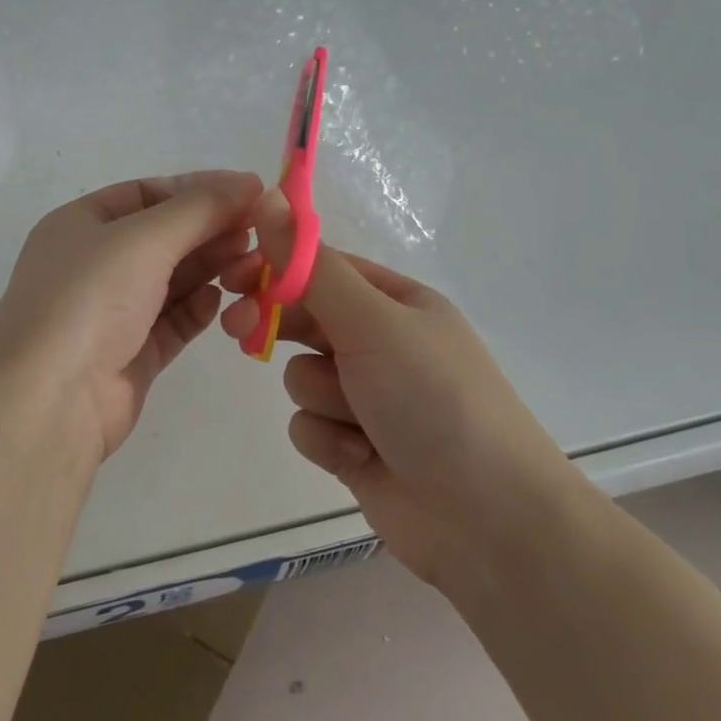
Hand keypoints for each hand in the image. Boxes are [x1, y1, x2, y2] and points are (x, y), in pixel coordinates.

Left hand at [0, 171, 262, 461]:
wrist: (51, 399)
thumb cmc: (89, 298)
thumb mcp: (144, 238)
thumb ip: (200, 208)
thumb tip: (249, 181)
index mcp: (81, 224)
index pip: (147, 193)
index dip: (197, 190)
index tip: (248, 192)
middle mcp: (94, 264)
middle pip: (164, 237)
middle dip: (210, 231)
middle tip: (259, 233)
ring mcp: (111, 312)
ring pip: (172, 280)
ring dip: (211, 269)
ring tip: (251, 265)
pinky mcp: (130, 354)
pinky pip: (172, 322)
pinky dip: (197, 309)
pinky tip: (220, 302)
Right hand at [221, 194, 569, 585]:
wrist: (488, 521)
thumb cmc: (435, 400)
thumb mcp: (372, 323)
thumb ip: (312, 267)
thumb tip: (269, 198)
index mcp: (395, 302)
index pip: (320, 267)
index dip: (274, 268)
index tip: (232, 276)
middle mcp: (381, 344)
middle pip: (304, 319)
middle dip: (276, 327)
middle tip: (238, 330)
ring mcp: (368, 398)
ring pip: (303, 377)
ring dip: (321, 398)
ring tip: (359, 422)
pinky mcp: (354, 446)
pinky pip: (309, 427)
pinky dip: (329, 441)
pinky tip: (361, 458)